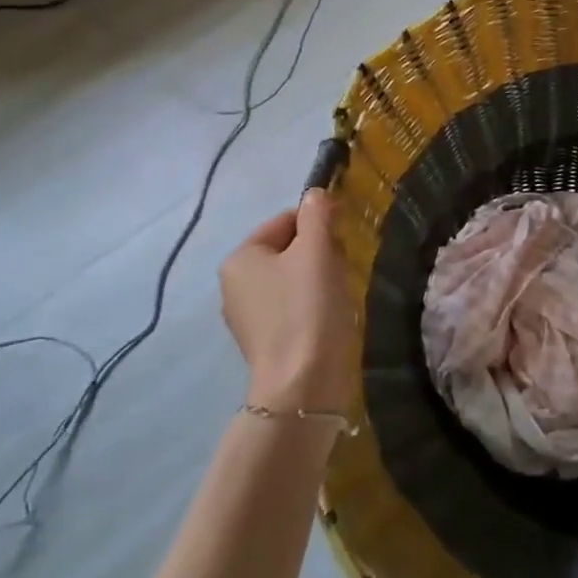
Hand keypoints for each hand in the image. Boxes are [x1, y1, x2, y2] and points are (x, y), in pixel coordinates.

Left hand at [219, 191, 355, 411]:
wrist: (302, 384)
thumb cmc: (307, 308)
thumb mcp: (316, 251)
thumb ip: (317, 216)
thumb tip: (316, 193)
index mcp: (240, 258)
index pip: (284, 220)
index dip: (317, 222)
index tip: (343, 237)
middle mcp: (234, 284)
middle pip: (286, 249)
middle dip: (317, 252)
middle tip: (342, 266)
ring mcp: (247, 316)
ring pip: (291, 278)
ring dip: (317, 278)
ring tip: (338, 292)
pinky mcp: (264, 342)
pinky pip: (291, 307)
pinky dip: (311, 304)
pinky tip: (328, 315)